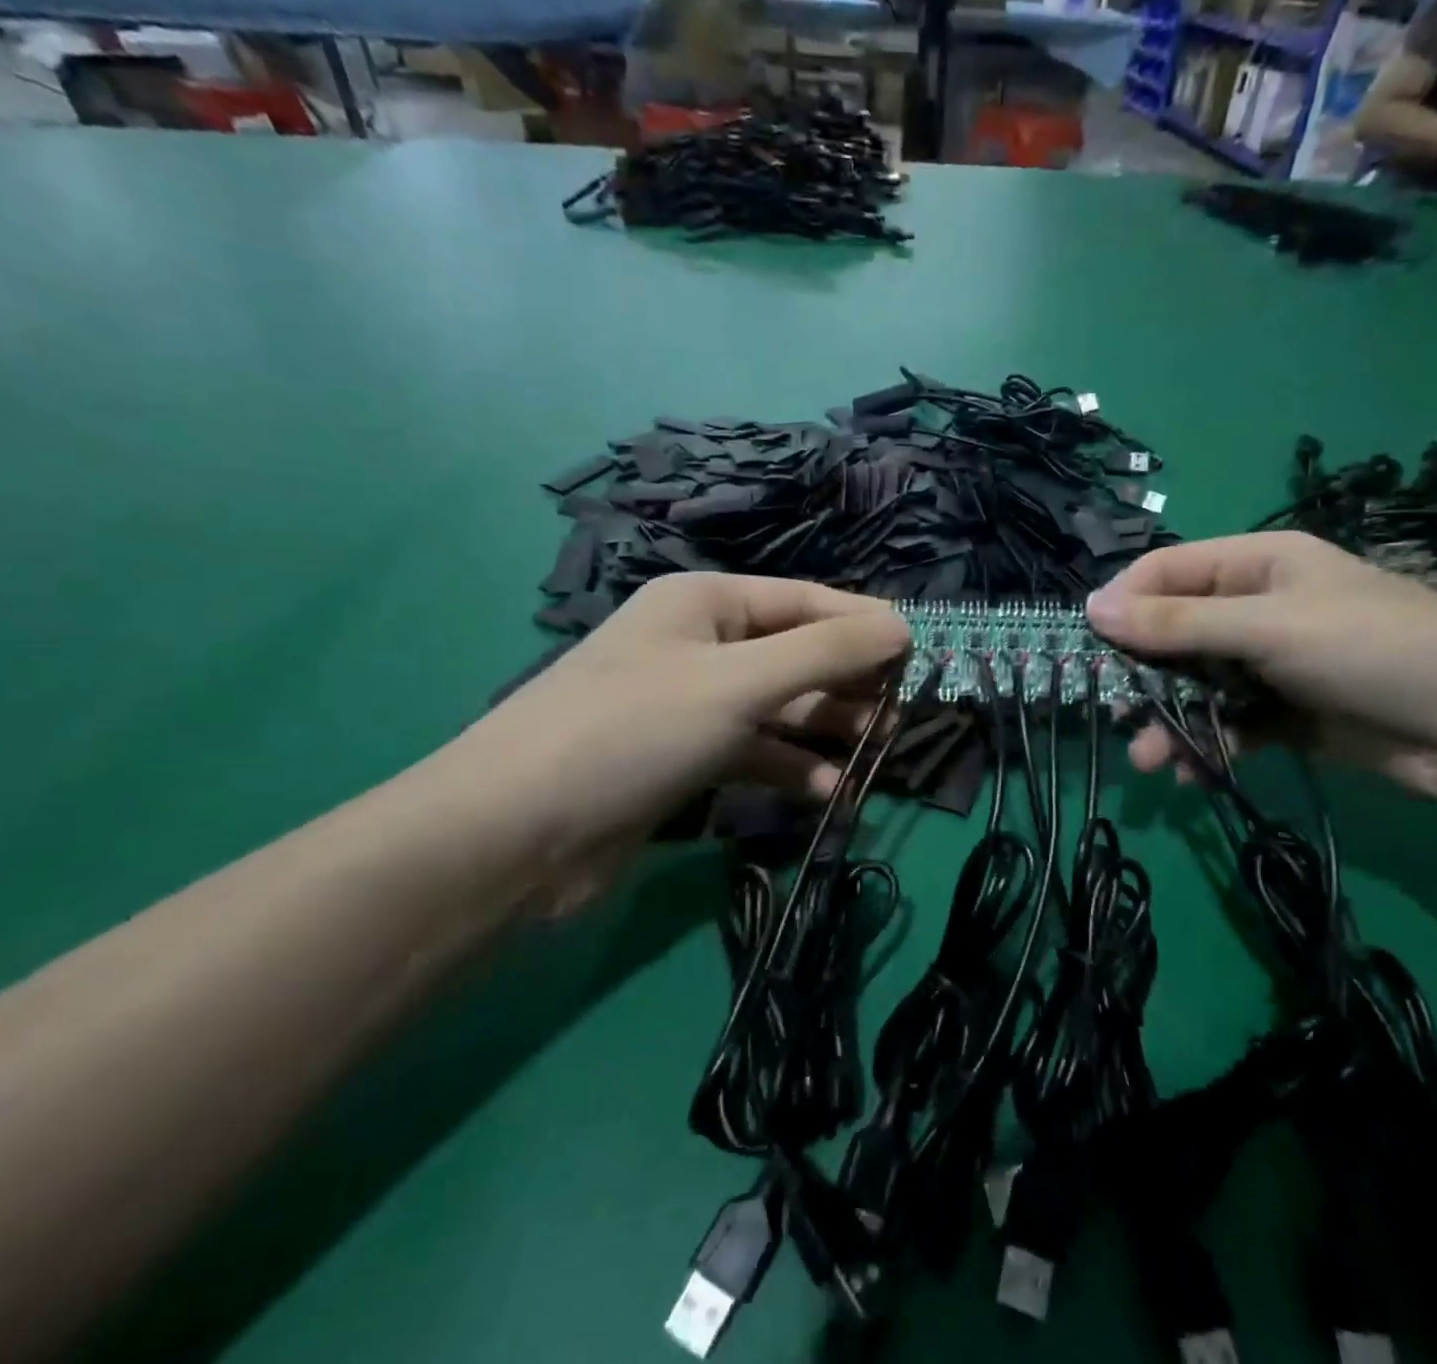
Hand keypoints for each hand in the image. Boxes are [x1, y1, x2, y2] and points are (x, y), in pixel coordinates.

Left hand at [446, 574, 910, 893]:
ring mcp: (694, 704)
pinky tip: (827, 791)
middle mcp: (703, 645)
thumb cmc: (635, 730)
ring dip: (827, 730)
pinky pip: (757, 752)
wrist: (516, 835)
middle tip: (898, 717)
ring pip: (782, 707)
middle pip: (797, 655)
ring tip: (873, 755)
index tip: (919, 655)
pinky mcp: (687, 758)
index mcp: (707, 603)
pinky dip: (792, 768)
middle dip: (848, 684)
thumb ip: (826, 653)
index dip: (863, 626)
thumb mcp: (739, 681)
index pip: (806, 602)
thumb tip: (902, 626)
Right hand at [1085, 531, 1436, 810]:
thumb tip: (1092, 607)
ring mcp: (1273, 662)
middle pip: (1177, 631)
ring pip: (1198, 684)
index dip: (1124, 602)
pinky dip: (1207, 743)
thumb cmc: (1371, 650)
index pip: (1167, 570)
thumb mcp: (1267, 627)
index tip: (1088, 642)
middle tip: (1114, 709)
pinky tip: (1190, 770)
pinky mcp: (1287, 713)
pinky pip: (1229, 721)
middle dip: (1144, 673)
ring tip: (1148, 758)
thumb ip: (1177, 622)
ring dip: (1169, 718)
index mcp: (1257, 563)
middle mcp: (1259, 606)